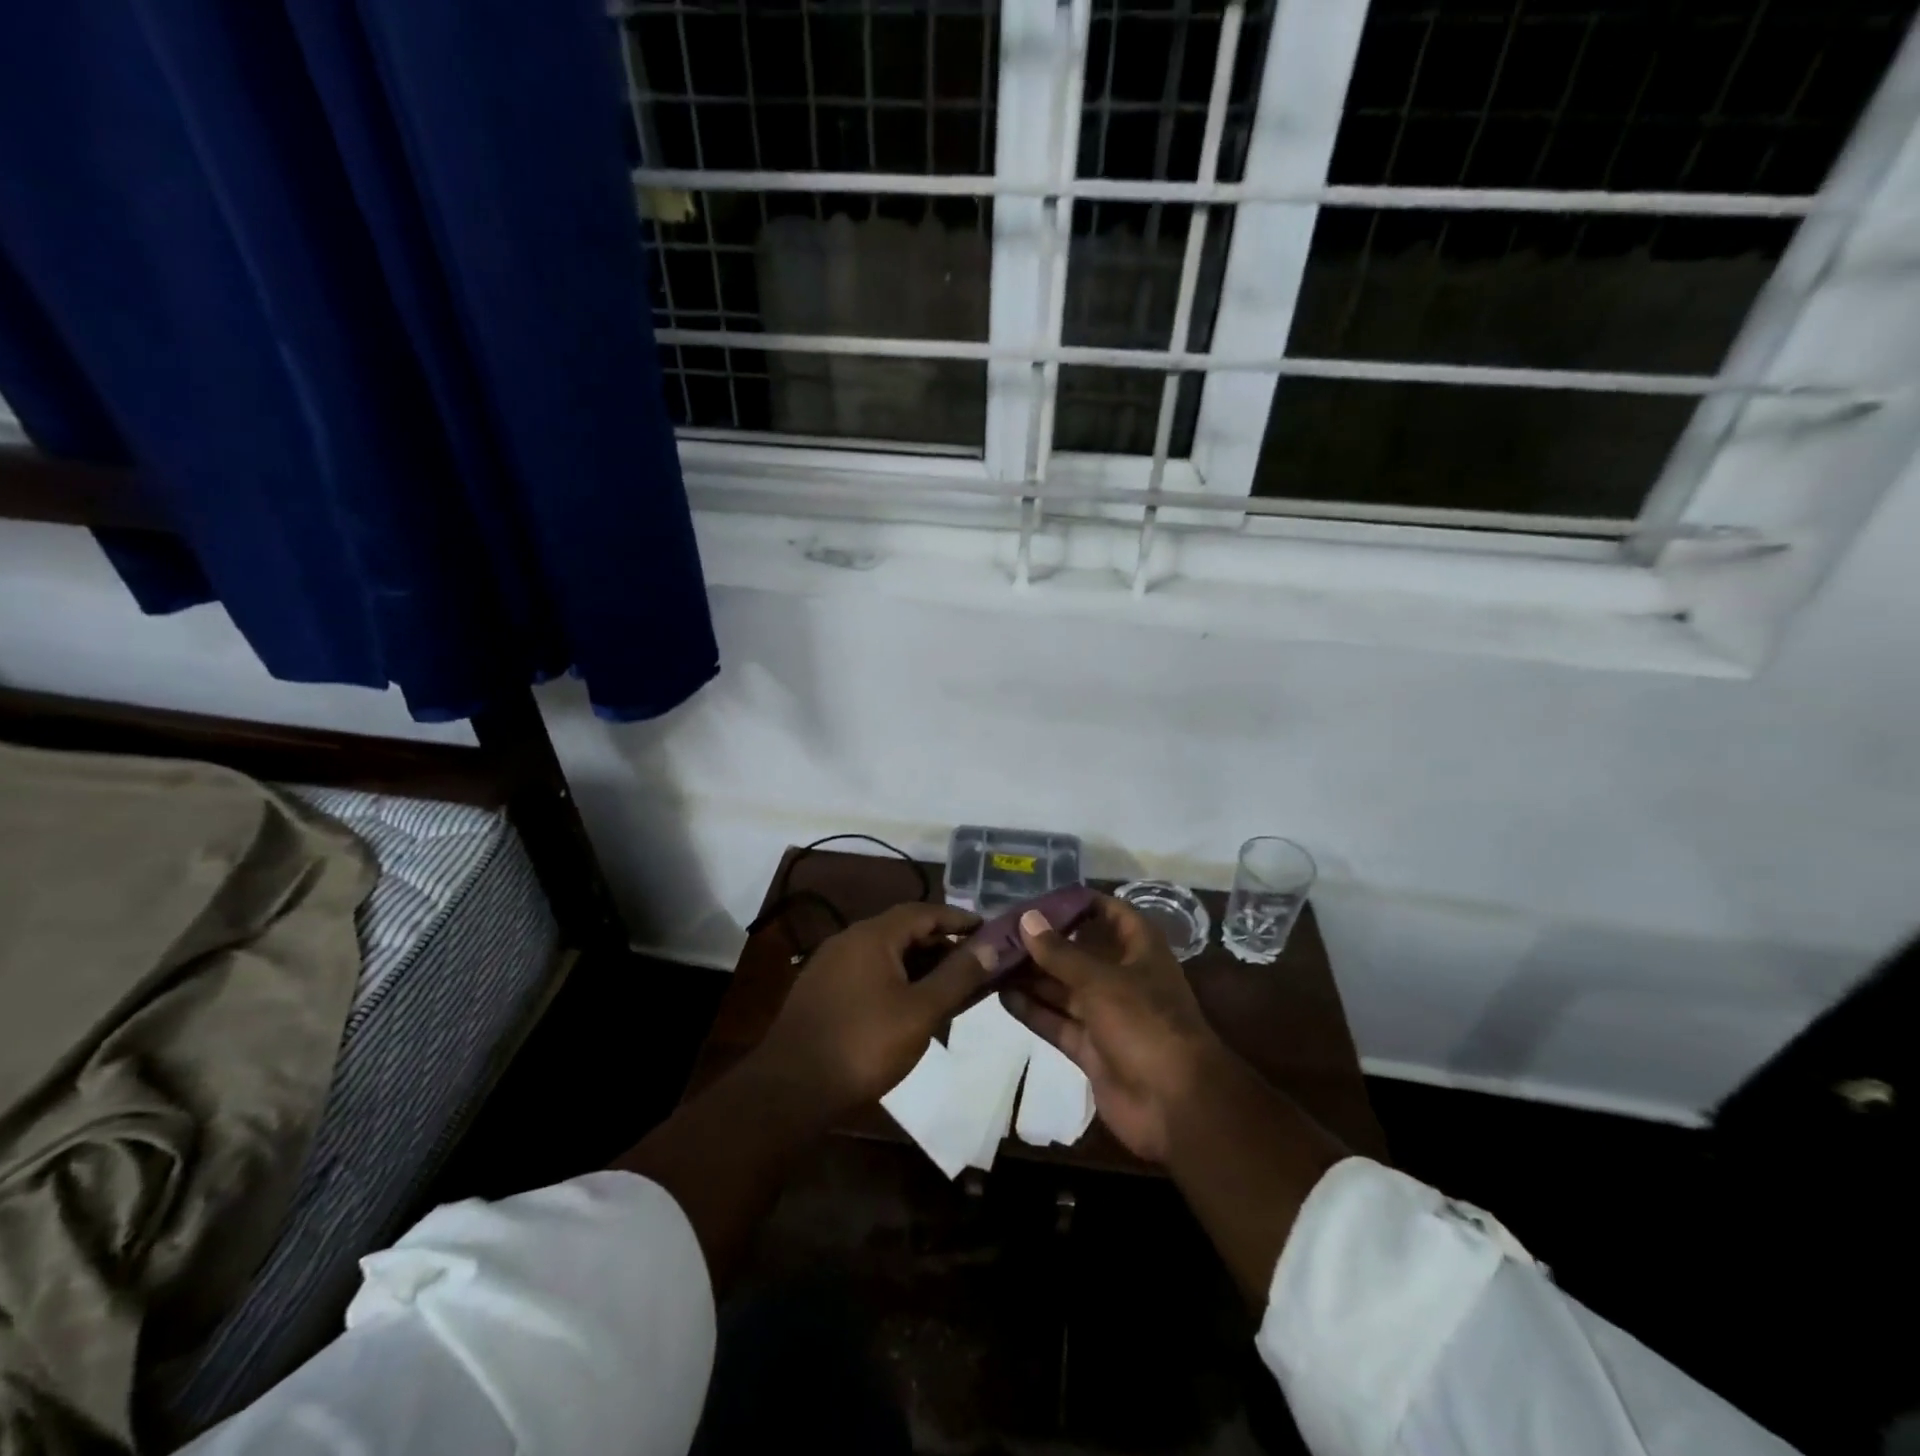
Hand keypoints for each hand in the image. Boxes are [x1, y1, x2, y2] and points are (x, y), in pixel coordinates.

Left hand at [755, 902, 989, 1116]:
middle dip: (943, 945)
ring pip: (888, 955)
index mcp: (872, 935)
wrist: (791, 1090)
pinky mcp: (824, 992)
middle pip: (905, 931)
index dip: (959, 919)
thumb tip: (993, 944)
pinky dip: (899, 981)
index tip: (990, 931)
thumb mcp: (921, 1010)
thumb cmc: (864, 1044)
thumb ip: (959, 975)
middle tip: (978, 964)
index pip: (924, 911)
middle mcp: (850, 940)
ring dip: (922, 966)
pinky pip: (871, 974)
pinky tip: (915, 1007)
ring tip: (954, 988)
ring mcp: (832, 966)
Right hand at [1000, 894, 1226, 1162]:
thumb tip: (1027, 919)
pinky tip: (1000, 996)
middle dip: (1044, 943)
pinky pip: (1057, 1022)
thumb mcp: (1100, 980)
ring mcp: (1106, 1015)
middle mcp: (1123, 977)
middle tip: (1000, 930)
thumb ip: (1059, 952)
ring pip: (1064, 988)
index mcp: (1139, 951)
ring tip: (991, 959)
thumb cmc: (1144, 1023)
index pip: (1110, 913)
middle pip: (1079, 952)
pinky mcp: (1091, 1048)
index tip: (1038, 898)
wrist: (1174, 1105)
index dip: (1079, 903)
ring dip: (1032, 976)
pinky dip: (1033, 1010)